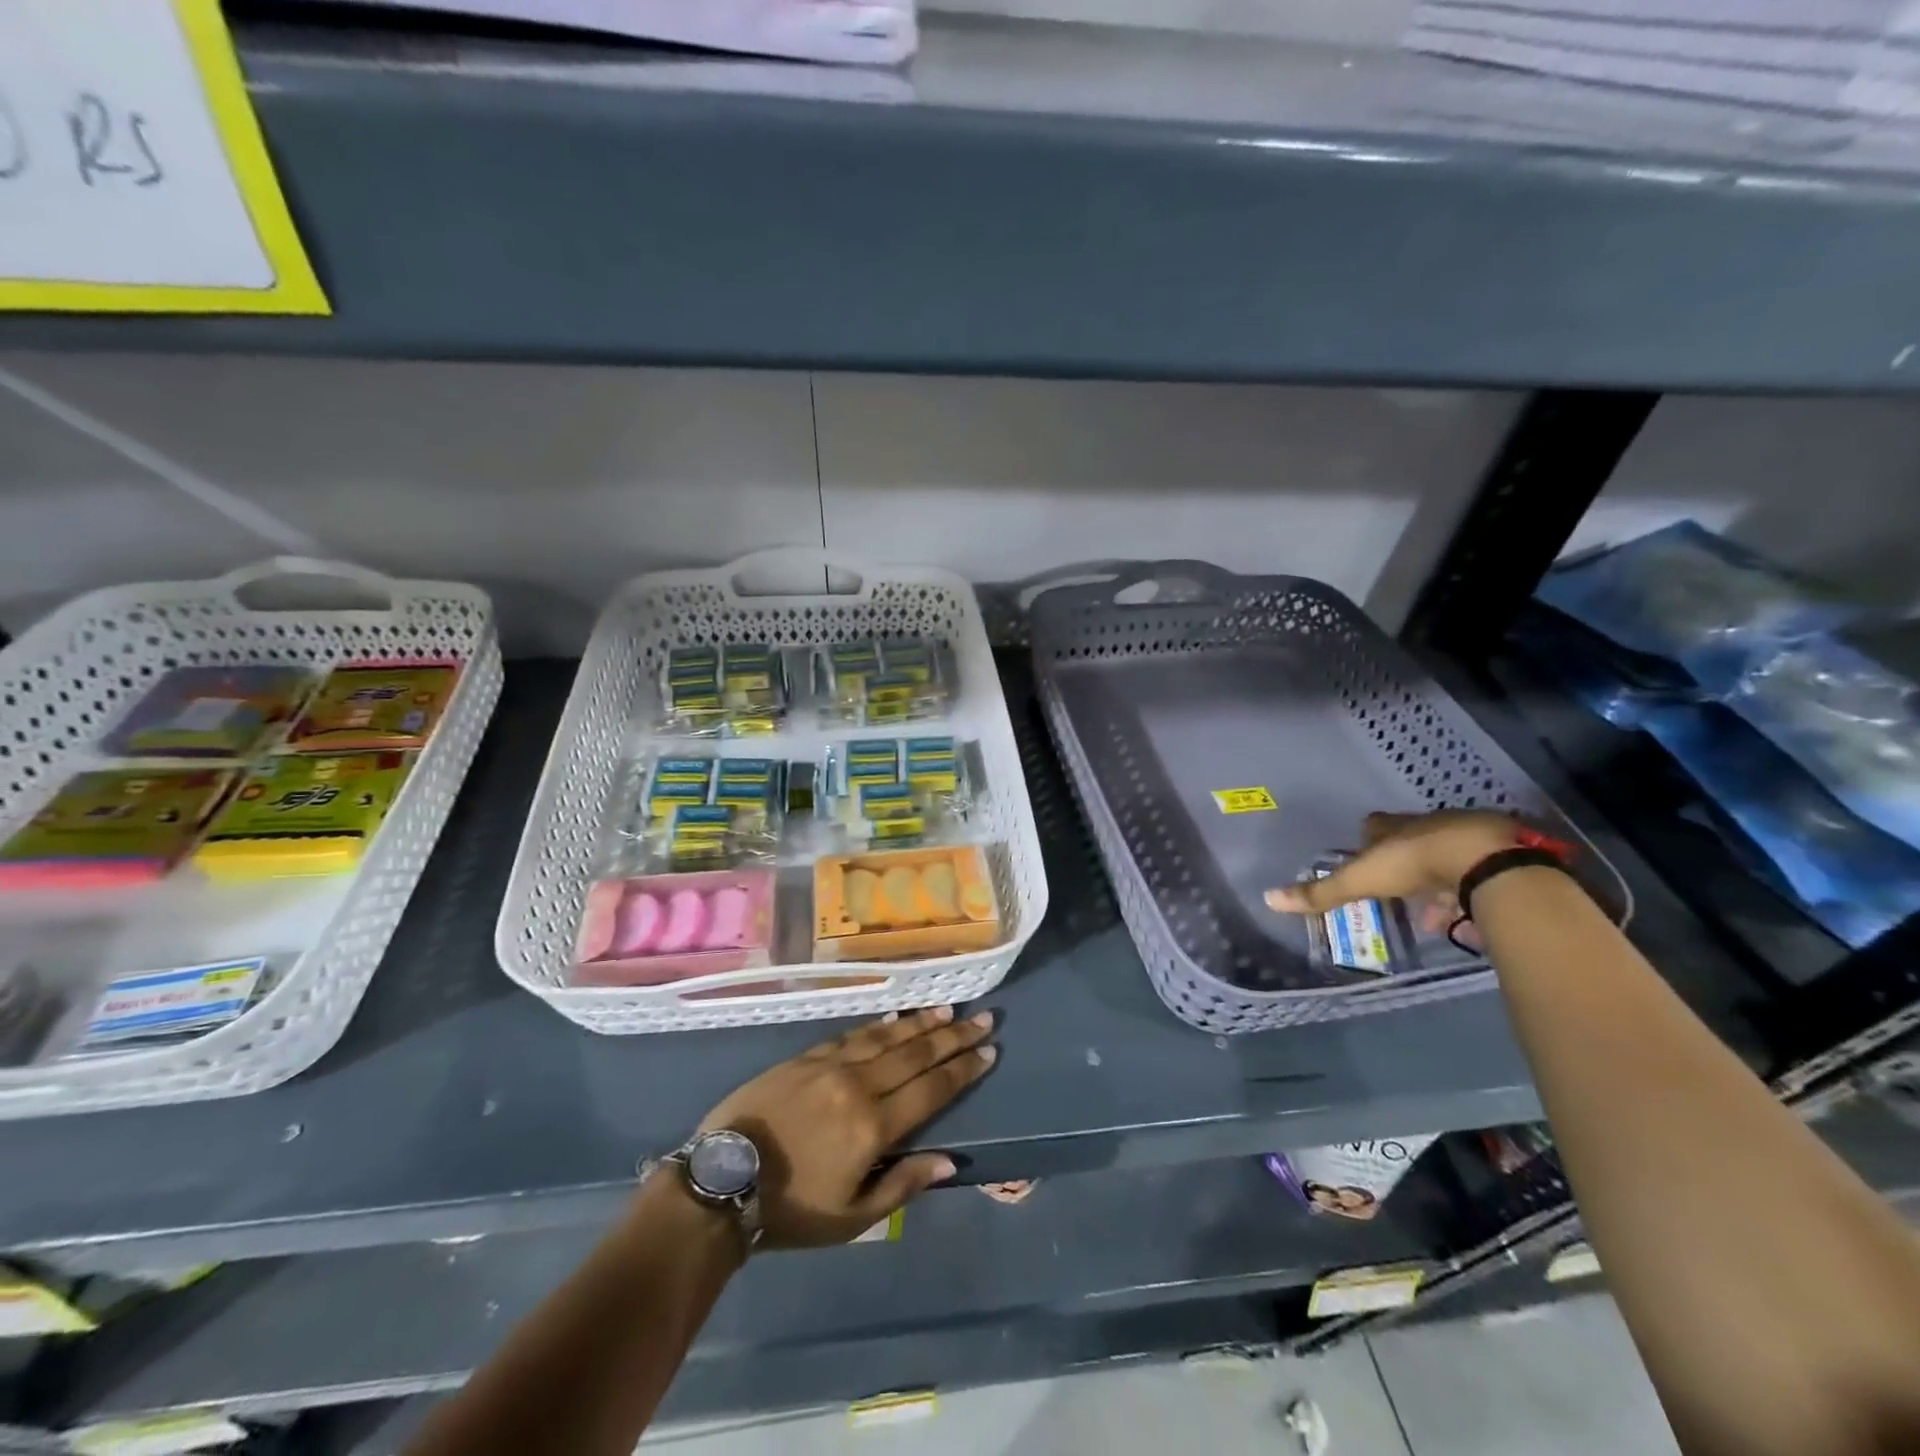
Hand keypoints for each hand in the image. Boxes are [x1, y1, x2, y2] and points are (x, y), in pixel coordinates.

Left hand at [697, 1006, 996, 1247]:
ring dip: (921, 1023)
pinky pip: (852, 1035)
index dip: (963, 1070)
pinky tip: (895, 1017)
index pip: (931, 1089)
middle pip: (916, 1054)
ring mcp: (830, 1065)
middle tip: (984, 1019)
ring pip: (886, 1037)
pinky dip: (879, 1025)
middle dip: (953, 1037)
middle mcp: (858, 1085)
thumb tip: (949, 1161)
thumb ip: (903, 1184)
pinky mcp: (806, 1056)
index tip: (989, 1051)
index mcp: (873, 1126)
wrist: (723, 1181)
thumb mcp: (852, 1217)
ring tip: (948, 1011)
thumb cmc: (791, 1209)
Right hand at [1264, 809, 1519, 915]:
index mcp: (1393, 827)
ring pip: (1446, 857)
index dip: (1368, 839)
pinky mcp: (1500, 854)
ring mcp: (1466, 837)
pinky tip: (1468, 918)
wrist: (1485, 859)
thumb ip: (1321, 893)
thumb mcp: (1360, 880)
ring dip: (1438, 881)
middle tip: (1398, 887)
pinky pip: (1479, 874)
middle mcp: (1428, 825)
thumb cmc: (1414, 863)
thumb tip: (1269, 898)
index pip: (1375, 825)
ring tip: (1432, 913)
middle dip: (1404, 861)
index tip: (1364, 853)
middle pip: (1411, 840)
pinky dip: (1470, 893)